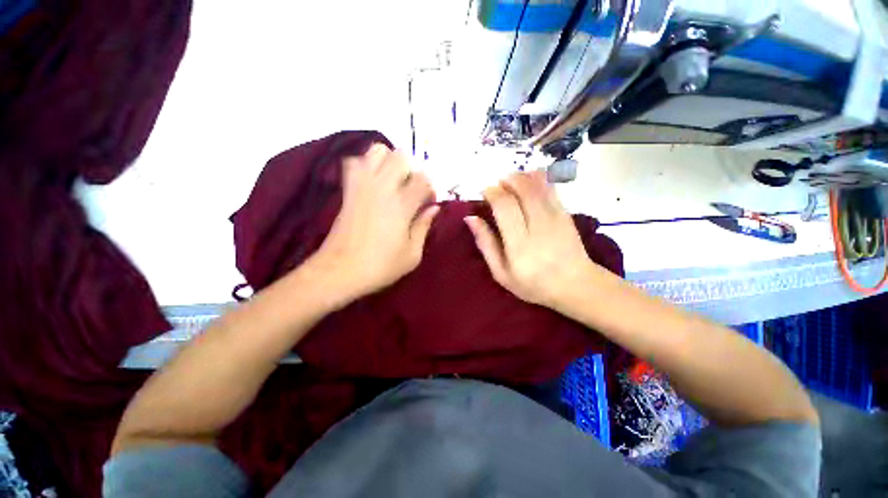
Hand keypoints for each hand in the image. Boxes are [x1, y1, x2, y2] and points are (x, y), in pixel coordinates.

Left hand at [311, 143, 438, 299]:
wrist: (339, 271)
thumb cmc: (380, 266)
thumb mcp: (412, 255)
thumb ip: (424, 226)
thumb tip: (434, 208)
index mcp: (402, 206)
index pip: (423, 178)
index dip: (430, 188)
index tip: (428, 203)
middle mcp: (382, 188)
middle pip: (401, 155)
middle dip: (412, 169)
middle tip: (411, 189)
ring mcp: (362, 185)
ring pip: (377, 150)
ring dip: (390, 161)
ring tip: (393, 181)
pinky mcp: (348, 189)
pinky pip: (356, 162)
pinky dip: (367, 164)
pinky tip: (373, 182)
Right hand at [465, 170, 592, 307]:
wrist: (574, 285)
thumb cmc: (532, 283)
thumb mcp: (501, 272)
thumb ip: (486, 244)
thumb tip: (470, 218)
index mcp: (519, 245)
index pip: (504, 207)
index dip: (492, 193)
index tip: (485, 192)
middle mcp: (538, 227)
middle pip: (522, 190)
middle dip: (507, 180)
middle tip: (498, 185)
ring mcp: (556, 218)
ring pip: (538, 185)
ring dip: (521, 177)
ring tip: (511, 181)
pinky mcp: (566, 214)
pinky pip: (552, 188)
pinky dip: (539, 178)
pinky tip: (529, 179)